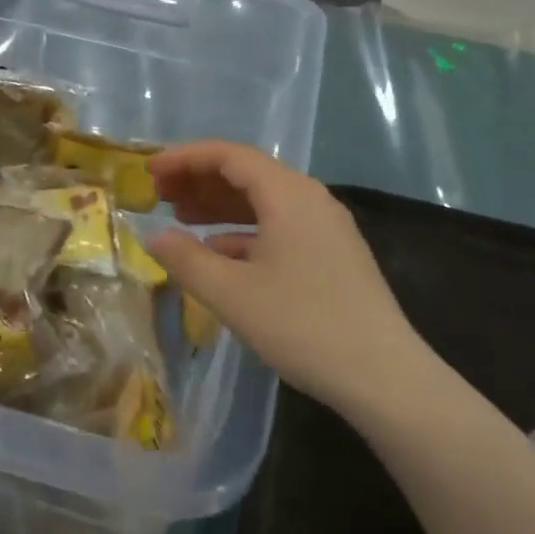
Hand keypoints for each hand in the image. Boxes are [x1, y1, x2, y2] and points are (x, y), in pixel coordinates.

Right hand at [145, 142, 432, 418]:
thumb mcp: (231, 294)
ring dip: (220, 206)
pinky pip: (279, 226)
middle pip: (247, 174)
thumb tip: (154, 236)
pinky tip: (219, 254)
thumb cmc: (302, 325)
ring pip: (263, 202)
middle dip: (199, 180)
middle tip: (158, 194)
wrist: (384, 377)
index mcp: (288, 194)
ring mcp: (326, 227)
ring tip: (180, 218)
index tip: (150, 170)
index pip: (229, 156)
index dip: (185, 158)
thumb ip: (186, 259)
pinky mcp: (333, 255)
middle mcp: (310, 199)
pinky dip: (243, 232)